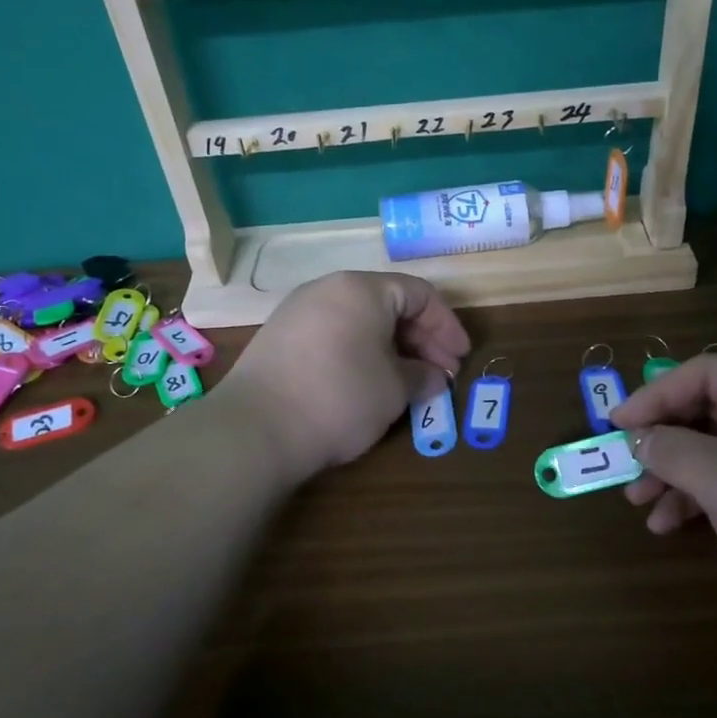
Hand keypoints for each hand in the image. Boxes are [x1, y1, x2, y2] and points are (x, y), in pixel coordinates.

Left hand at [222, 271, 470, 478]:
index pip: (419, 295)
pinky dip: (360, 353)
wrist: (256, 429)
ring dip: (392, 349)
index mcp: (362, 289)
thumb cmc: (340, 398)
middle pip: (389, 305)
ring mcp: (298, 311)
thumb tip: (432, 378)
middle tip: (440, 375)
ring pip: (360, 321)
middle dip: (421, 340)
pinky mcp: (279, 338)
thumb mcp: (394, 389)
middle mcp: (328, 288)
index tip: (460, 359)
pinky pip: (334, 335)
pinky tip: (369, 383)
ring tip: (408, 382)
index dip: (447, 327)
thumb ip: (422, 376)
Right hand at [609, 355, 716, 660]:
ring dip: (673, 473)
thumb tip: (638, 439)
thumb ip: (673, 450)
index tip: (617, 425)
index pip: (708, 373)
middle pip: (709, 410)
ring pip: (715, 449)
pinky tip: (668, 525)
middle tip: (625, 466)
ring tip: (639, 503)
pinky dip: (696, 498)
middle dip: (663, 440)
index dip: (656, 394)